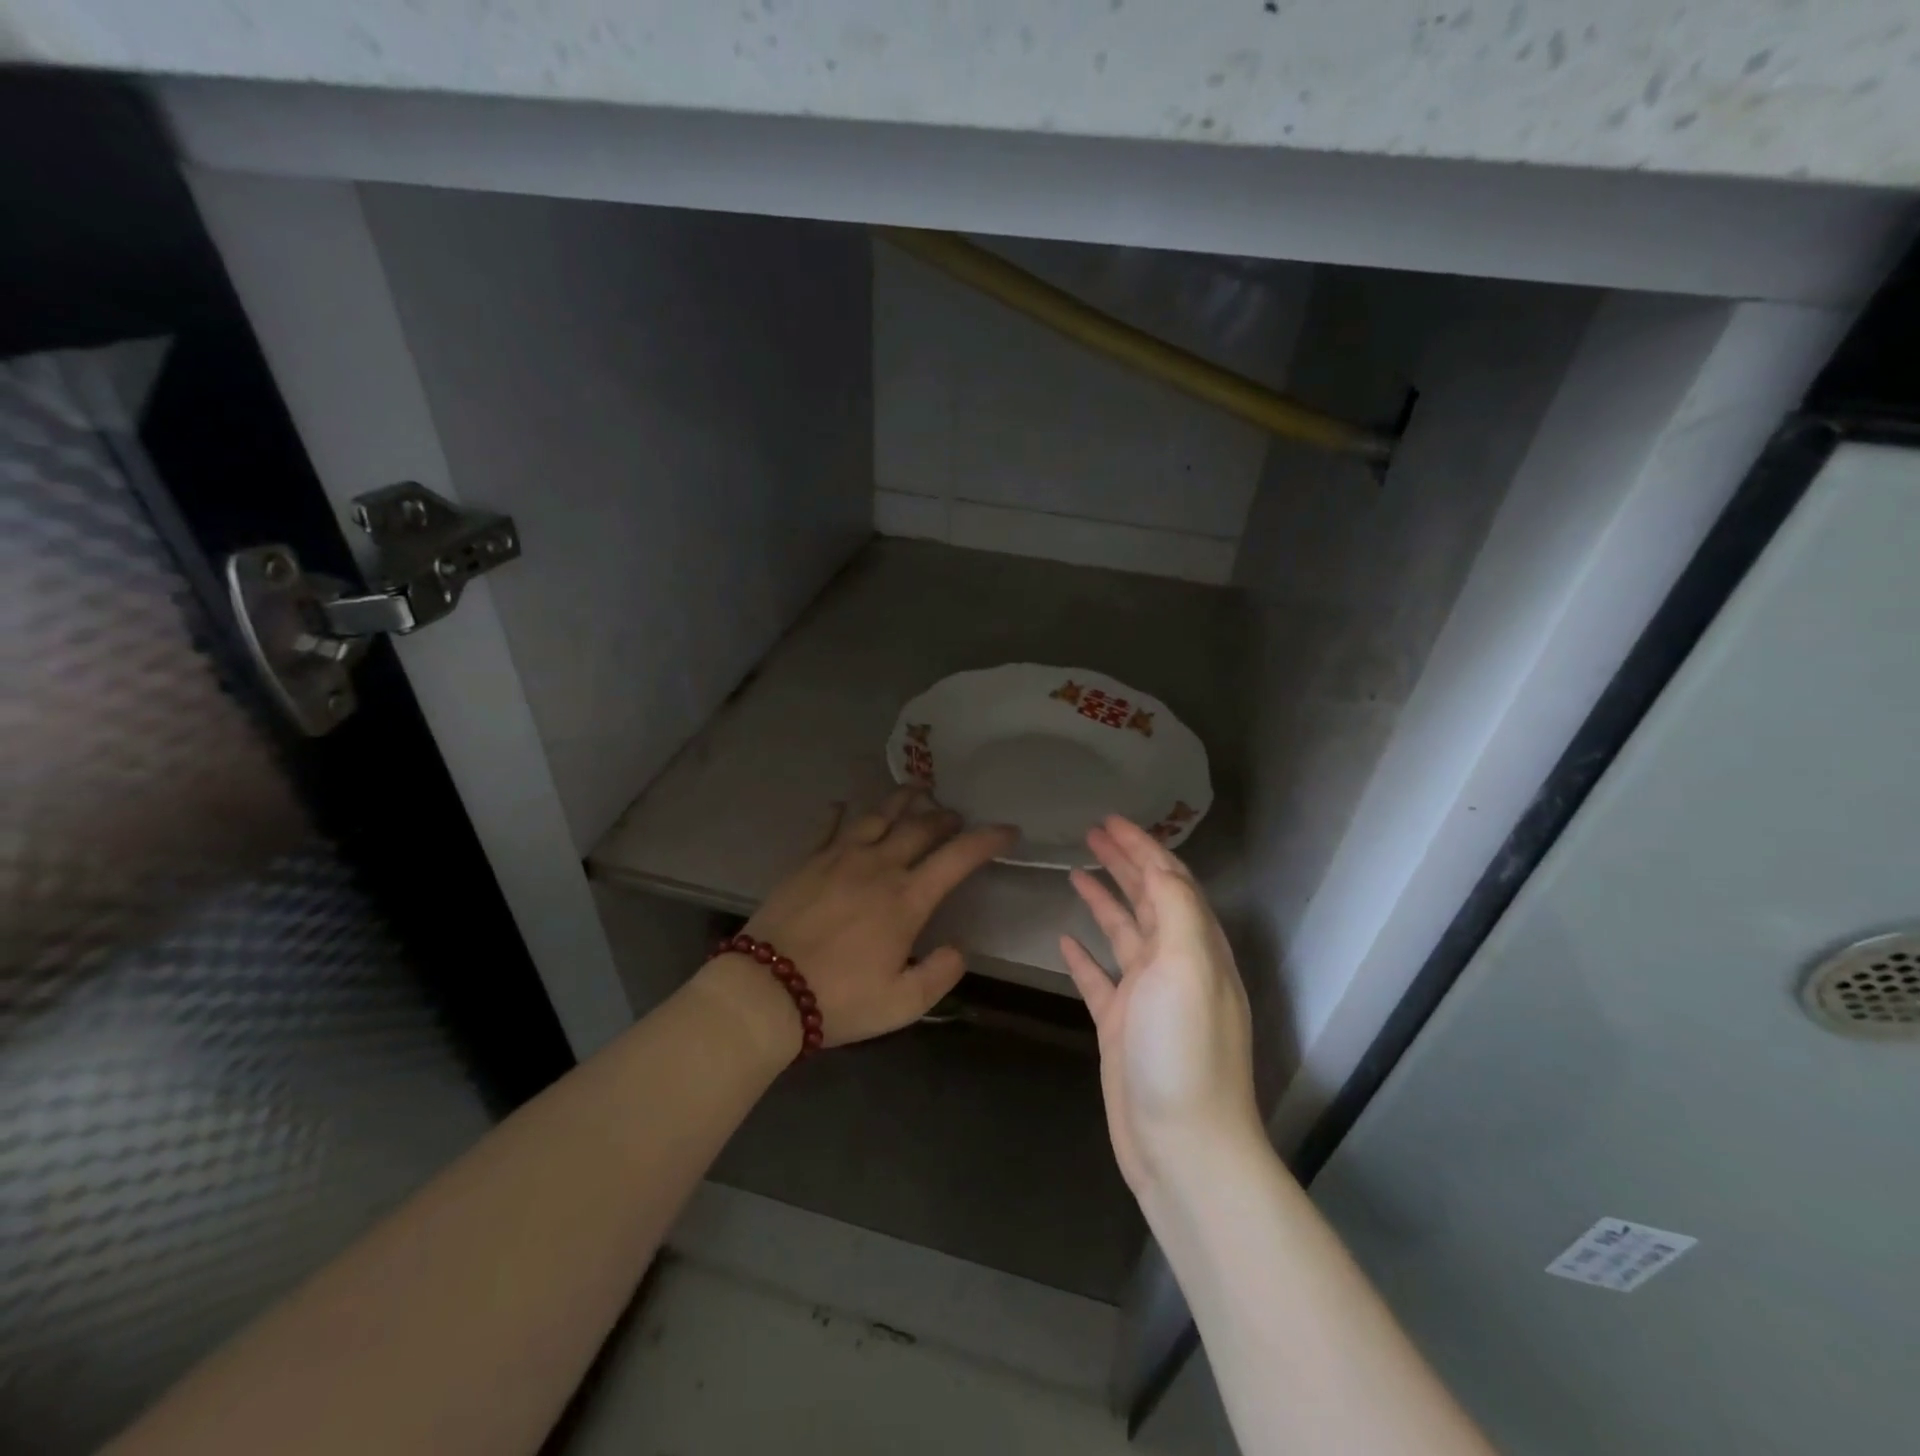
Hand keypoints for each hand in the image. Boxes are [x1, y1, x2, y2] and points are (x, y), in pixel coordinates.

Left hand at [700, 788, 1015, 1056]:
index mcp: (907, 899)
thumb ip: (940, 973)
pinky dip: (839, 813)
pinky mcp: (807, 861)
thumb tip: (959, 947)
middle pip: (920, 827)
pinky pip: (828, 827)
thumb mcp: (903, 1004)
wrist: (765, 991)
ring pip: (878, 815)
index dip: (988, 839)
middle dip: (945, 817)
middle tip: (956, 816)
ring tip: (917, 788)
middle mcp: (878, 866)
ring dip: (902, 799)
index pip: (958, 857)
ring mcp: (839, 858)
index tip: (1008, 830)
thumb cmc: (839, 1000)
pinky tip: (842, 804)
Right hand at [1061, 816, 1262, 1193]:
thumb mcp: (1187, 966)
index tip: (1111, 819)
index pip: (1169, 880)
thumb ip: (1175, 909)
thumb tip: (1157, 865)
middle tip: (1090, 833)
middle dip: (1123, 862)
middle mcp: (1174, 964)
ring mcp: (1146, 996)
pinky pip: (1099, 978)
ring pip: (1122, 932)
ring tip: (1075, 871)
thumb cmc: (1184, 1049)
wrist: (1182, 1145)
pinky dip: (1084, 955)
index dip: (1143, 846)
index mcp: (1196, 946)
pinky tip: (1063, 940)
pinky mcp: (1120, 1026)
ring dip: (1103, 900)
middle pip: (1147, 899)